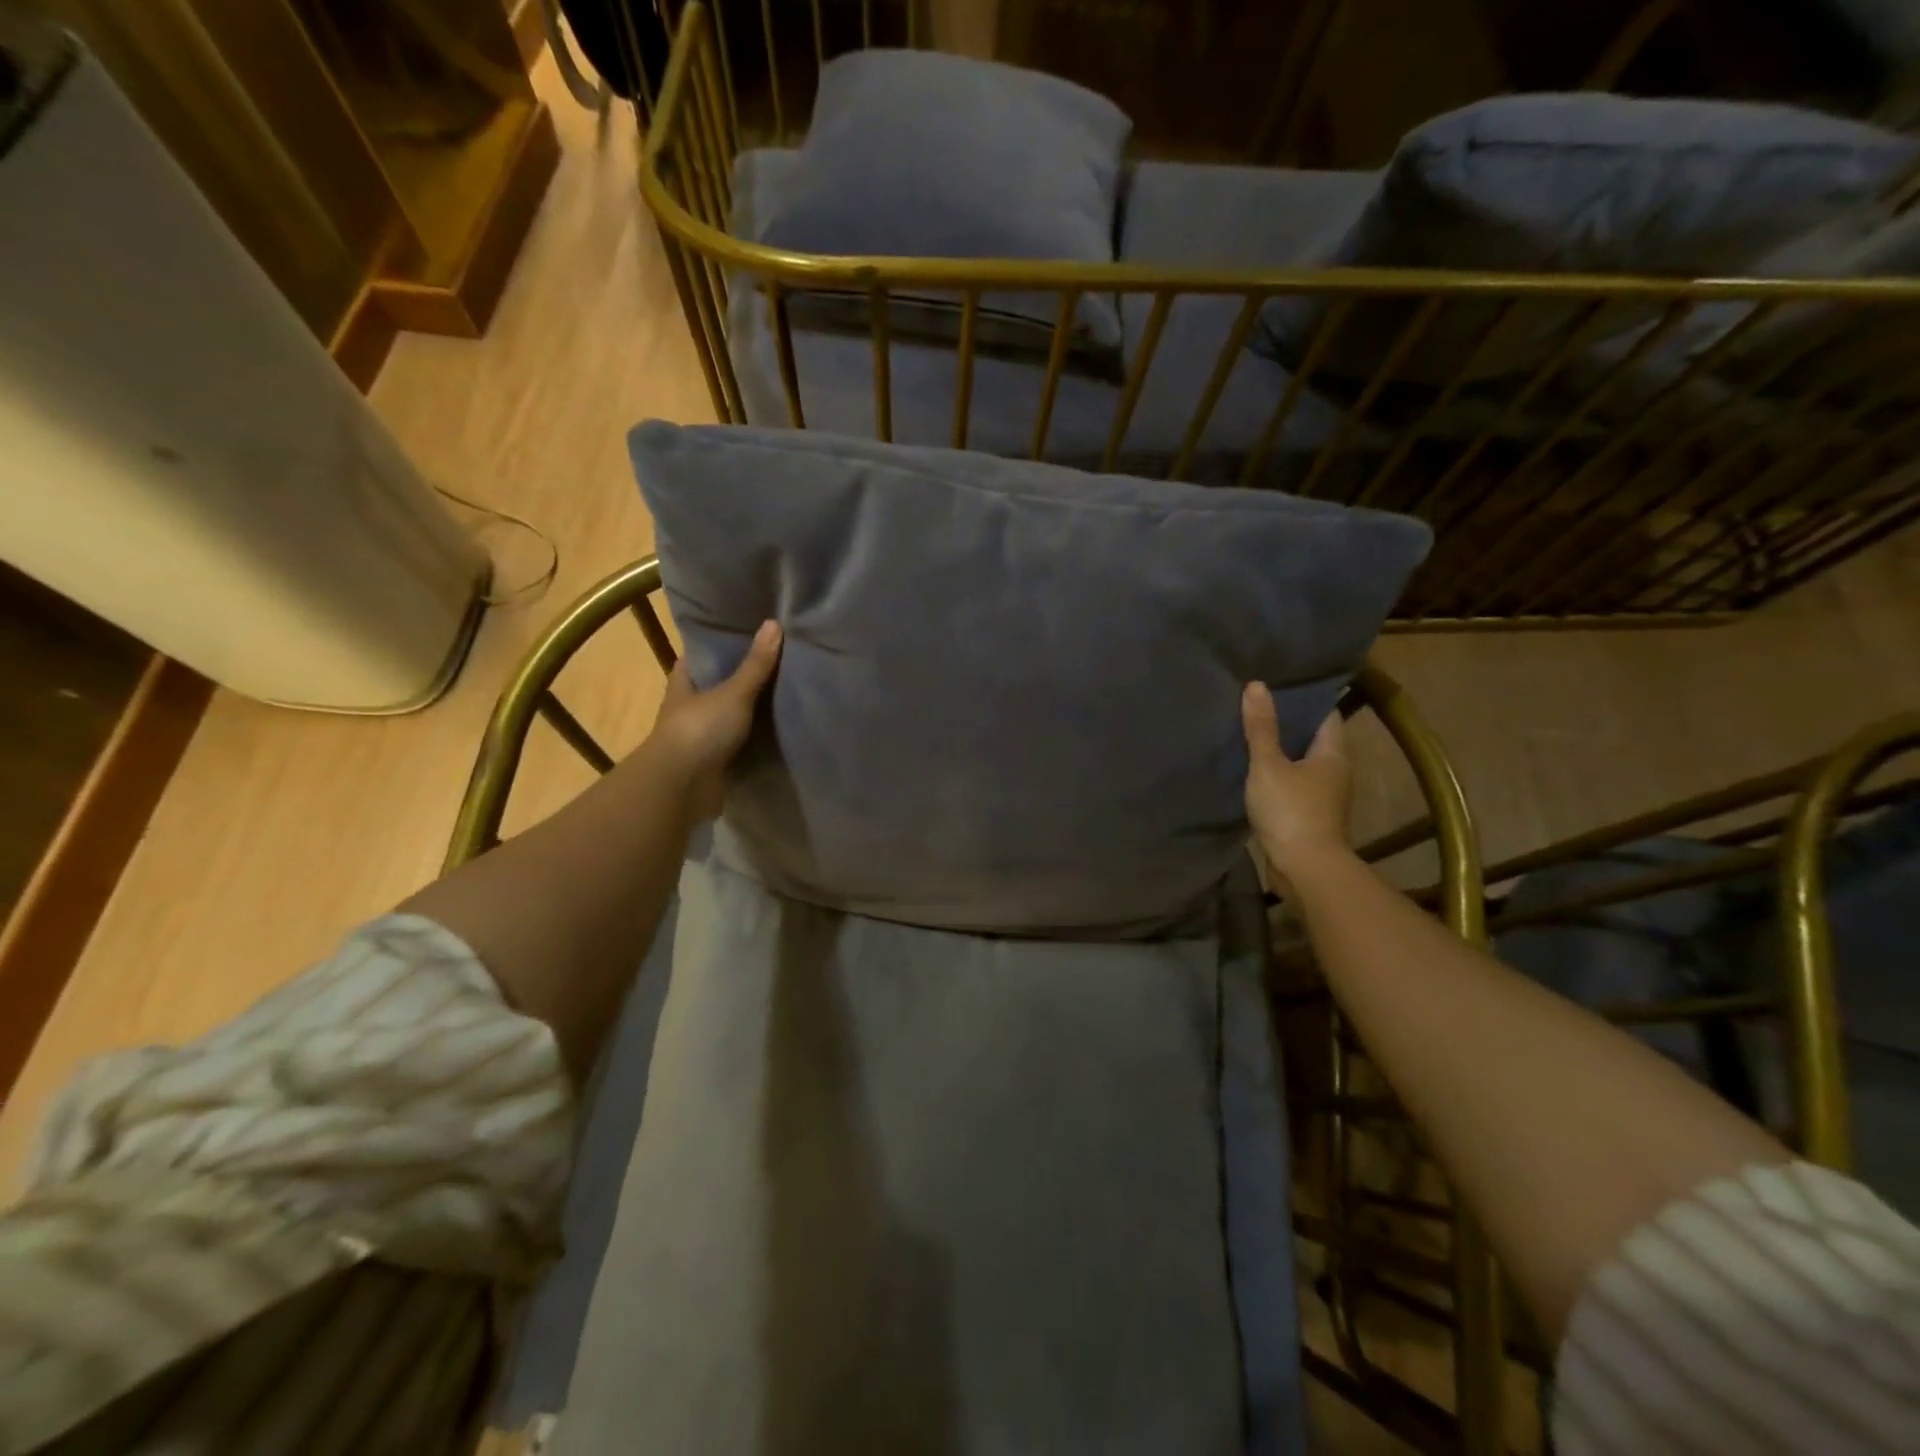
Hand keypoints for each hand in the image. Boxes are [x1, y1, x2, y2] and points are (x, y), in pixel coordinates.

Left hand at [644, 620, 781, 818]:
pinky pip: (737, 743)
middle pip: (715, 686)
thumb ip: (756, 664)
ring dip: (747, 710)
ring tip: (783, 692)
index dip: (717, 645)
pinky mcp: (712, 762)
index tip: (745, 633)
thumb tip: (774, 623)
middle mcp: (687, 707)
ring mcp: (699, 737)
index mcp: (683, 684)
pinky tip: (776, 729)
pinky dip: (753, 738)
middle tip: (774, 661)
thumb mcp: (733, 692)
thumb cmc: (700, 730)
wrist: (682, 787)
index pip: (697, 657)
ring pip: (726, 716)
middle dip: (738, 677)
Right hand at [1242, 685, 1351, 888]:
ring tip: (1248, 734)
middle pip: (1311, 738)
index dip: (1303, 698)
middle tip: (1254, 705)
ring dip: (1279, 751)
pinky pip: (1290, 785)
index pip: (1324, 714)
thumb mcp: (1269, 765)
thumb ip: (1261, 728)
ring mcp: (1322, 796)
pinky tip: (1251, 771)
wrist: (1305, 869)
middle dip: (1287, 723)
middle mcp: (1334, 772)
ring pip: (1299, 763)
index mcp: (1333, 754)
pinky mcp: (1307, 816)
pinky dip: (1274, 775)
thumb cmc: (1291, 811)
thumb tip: (1257, 685)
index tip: (1277, 685)